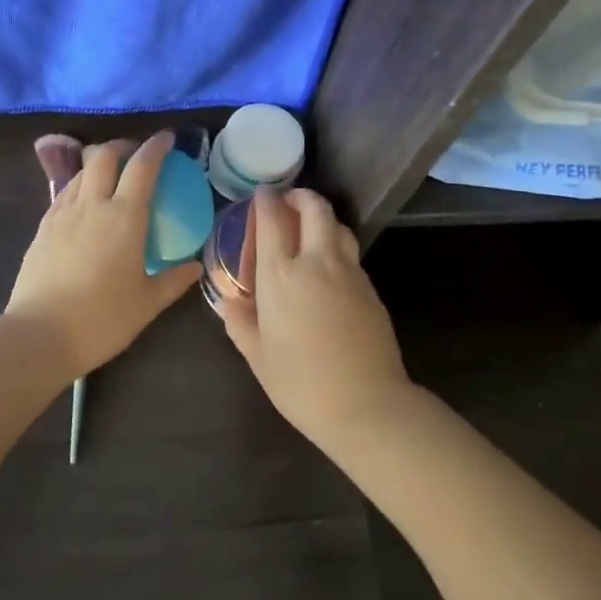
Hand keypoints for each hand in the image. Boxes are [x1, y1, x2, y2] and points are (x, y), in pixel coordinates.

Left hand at [6, 130, 202, 379]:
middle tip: (136, 156)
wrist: (39, 335)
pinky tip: (84, 206)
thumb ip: (174, 280)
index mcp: (124, 217)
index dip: (156, 147)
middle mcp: (92, 205)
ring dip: (98, 164)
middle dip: (122, 146)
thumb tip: (196, 266)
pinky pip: (64, 194)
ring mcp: (62, 214)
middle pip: (104, 156)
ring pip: (81, 172)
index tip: (167, 139)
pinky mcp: (42, 228)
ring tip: (110, 178)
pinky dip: (79, 187)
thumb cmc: (102, 320)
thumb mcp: (147, 303)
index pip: (143, 166)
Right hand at [220, 187, 413, 455]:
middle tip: (289, 203)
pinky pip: (351, 254)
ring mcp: (349, 272)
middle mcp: (316, 262)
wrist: (365, 404)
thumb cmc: (301, 382)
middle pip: (315, 209)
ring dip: (323, 219)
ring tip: (311, 231)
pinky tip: (330, 269)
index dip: (266, 200)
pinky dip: (338, 248)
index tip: (262, 194)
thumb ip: (240, 323)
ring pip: (339, 227)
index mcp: (280, 275)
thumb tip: (230, 303)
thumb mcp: (258, 357)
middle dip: (301, 196)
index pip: (272, 219)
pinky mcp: (370, 288)